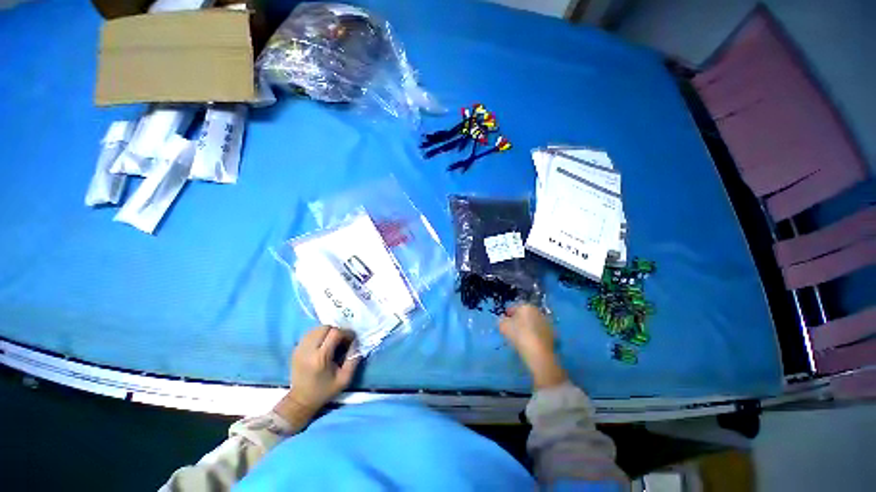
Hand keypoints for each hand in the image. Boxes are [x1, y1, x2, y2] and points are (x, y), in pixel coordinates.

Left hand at [275, 326, 359, 423]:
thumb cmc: (324, 391)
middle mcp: (308, 350)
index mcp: (320, 358)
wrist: (300, 400)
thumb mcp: (344, 379)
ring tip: (332, 342)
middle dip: (336, 330)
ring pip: (316, 328)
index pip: (335, 333)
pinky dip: (319, 335)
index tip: (351, 340)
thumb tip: (356, 343)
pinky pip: (310, 334)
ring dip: (327, 332)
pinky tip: (322, 344)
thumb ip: (353, 360)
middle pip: (325, 327)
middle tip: (342, 340)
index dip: (346, 333)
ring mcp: (299, 348)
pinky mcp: (295, 349)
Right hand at [499, 304, 567, 388]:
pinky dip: (534, 334)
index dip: (507, 313)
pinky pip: (539, 331)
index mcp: (526, 306)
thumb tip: (503, 319)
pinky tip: (530, 342)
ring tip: (521, 337)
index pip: (513, 306)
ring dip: (527, 326)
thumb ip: (501, 320)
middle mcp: (537, 311)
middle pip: (524, 313)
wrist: (539, 354)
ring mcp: (546, 322)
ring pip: (533, 322)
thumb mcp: (503, 326)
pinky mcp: (552, 334)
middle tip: (511, 328)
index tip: (503, 321)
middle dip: (518, 319)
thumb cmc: (519, 335)